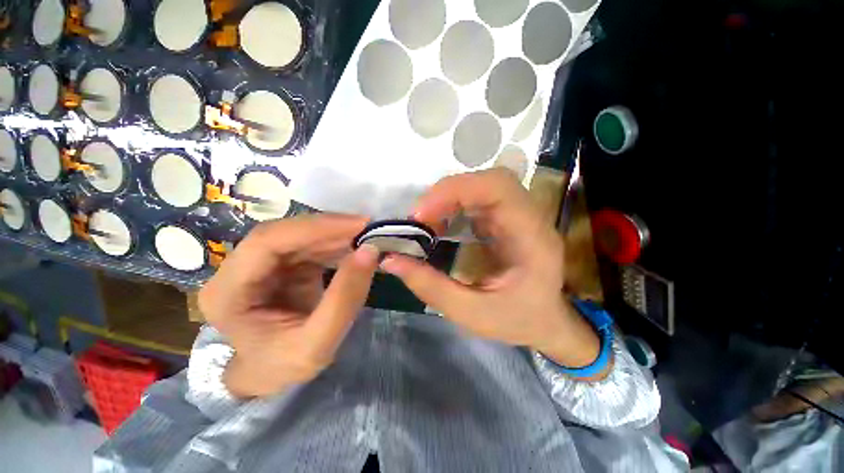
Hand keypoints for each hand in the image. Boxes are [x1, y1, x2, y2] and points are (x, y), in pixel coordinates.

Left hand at [198, 215, 378, 397]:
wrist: (273, 374)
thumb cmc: (284, 367)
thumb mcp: (318, 344)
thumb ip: (345, 298)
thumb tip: (369, 251)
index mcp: (228, 292)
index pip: (267, 242)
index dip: (315, 228)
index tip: (358, 225)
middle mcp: (238, 269)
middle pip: (284, 233)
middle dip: (330, 228)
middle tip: (368, 227)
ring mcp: (261, 264)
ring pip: (301, 236)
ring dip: (336, 234)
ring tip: (367, 236)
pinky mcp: (283, 264)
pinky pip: (311, 245)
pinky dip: (337, 243)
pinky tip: (356, 246)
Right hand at [382, 169, 603, 372]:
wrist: (546, 321)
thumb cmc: (517, 320)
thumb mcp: (472, 313)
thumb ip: (431, 287)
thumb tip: (390, 260)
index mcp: (532, 238)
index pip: (499, 188)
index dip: (456, 190)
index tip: (421, 214)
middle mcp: (530, 217)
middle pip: (490, 180)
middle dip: (448, 192)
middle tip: (419, 217)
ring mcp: (519, 214)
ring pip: (482, 186)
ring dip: (448, 198)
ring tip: (425, 222)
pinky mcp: (506, 218)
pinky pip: (477, 199)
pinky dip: (452, 205)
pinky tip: (439, 225)